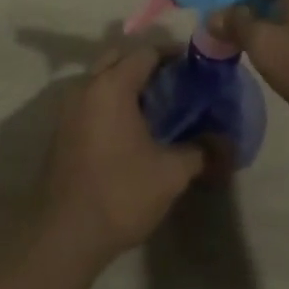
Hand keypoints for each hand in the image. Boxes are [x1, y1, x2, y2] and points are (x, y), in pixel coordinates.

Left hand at [37, 45, 204, 265]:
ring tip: (155, 106)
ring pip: (101, 79)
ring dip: (125, 83)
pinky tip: (130, 129)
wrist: (64, 236)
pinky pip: (90, 100)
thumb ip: (200, 151)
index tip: (194, 67)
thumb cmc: (120, 193)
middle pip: (119, 58)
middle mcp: (87, 87)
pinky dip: (110, 102)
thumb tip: (227, 145)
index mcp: (112, 85)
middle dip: (146, 64)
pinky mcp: (61, 131)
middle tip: (174, 83)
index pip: (146, 52)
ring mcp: (69, 109)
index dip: (172, 55)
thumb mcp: (170, 173)